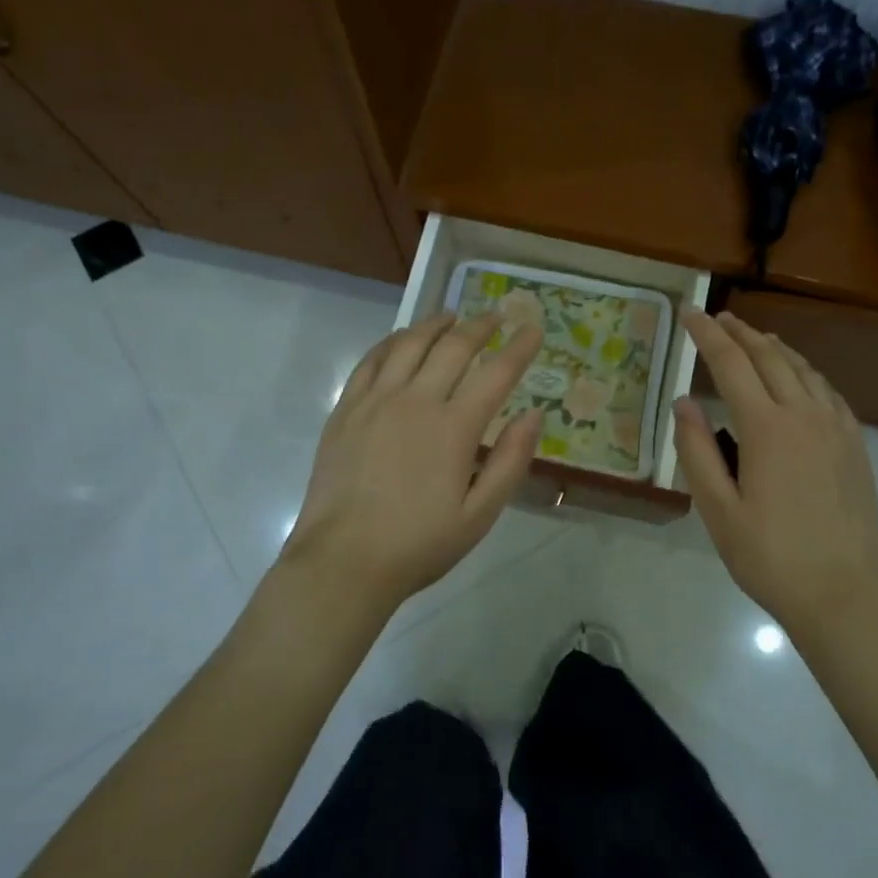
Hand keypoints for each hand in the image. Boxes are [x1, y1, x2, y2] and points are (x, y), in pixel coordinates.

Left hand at [278, 311, 543, 616]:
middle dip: (480, 327)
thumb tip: (533, 415)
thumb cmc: (418, 544)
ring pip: (409, 344)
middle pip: (453, 347)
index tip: (534, 329)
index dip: (519, 348)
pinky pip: (371, 360)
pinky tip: (401, 339)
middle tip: (496, 316)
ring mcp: (376, 401)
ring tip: (451, 316)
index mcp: (454, 428)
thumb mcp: (480, 516)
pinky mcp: (346, 409)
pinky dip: (392, 342)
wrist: (343, 561)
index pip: (496, 373)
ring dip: (435, 324)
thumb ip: (510, 462)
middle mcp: (416, 401)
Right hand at [673, 308, 877, 634]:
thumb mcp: (718, 510)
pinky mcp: (855, 446)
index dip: (707, 335)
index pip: (731, 364)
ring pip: (803, 369)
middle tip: (717, 317)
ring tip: (754, 338)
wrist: (844, 594)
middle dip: (740, 333)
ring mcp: (836, 428)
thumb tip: (684, 402)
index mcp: (767, 428)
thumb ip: (697, 450)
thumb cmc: (770, 557)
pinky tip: (800, 378)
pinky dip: (806, 372)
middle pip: (770, 357)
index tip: (689, 312)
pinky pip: (827, 391)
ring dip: (774, 347)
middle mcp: (804, 415)